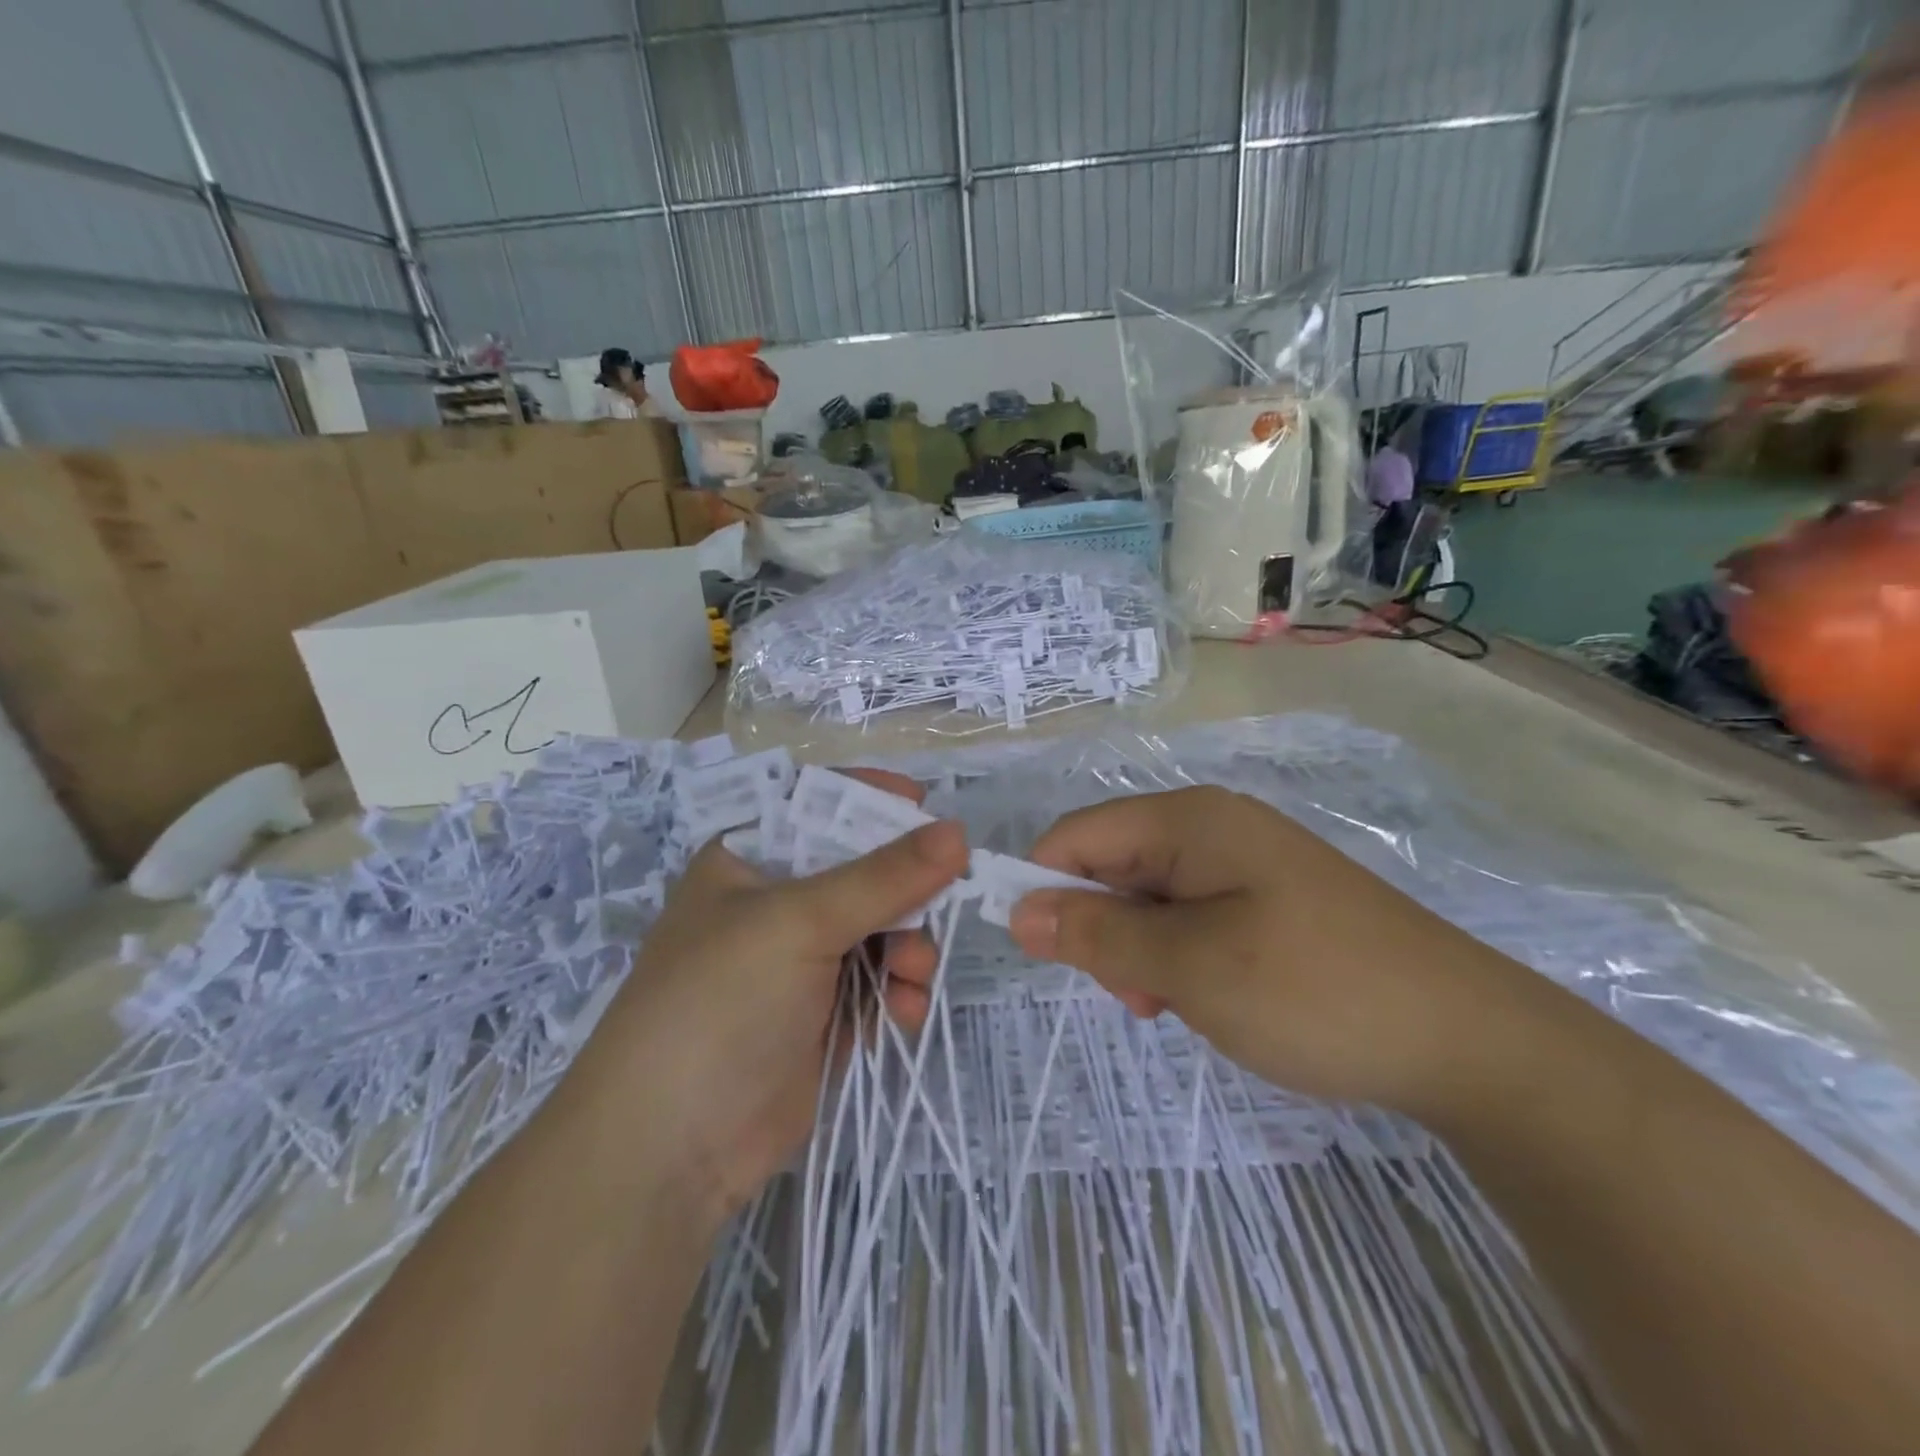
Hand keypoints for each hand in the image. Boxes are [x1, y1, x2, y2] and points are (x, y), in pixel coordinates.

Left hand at [576, 772, 967, 1222]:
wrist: (672, 1150)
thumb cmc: (721, 1002)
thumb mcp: (799, 923)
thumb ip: (884, 877)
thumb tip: (959, 832)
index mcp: (749, 859)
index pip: (816, 805)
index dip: (869, 799)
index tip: (924, 804)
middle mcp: (776, 902)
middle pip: (862, 869)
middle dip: (904, 889)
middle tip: (942, 899)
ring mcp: (802, 960)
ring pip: (882, 927)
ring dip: (909, 946)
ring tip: (913, 974)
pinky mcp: (825, 1012)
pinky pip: (882, 980)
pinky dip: (901, 990)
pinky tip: (905, 1012)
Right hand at [1007, 786, 1526, 1112]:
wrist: (1469, 1041)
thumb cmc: (1314, 991)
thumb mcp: (1189, 966)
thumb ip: (1097, 932)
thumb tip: (1018, 909)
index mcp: (1189, 820)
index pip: (1078, 835)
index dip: (1044, 886)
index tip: (1039, 955)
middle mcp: (1213, 827)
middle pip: (1113, 864)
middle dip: (1103, 929)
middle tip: (1137, 996)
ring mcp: (1245, 863)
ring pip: (1149, 898)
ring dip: (1141, 951)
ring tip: (1176, 1005)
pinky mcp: (1269, 901)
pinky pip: (1191, 917)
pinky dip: (1180, 957)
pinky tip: (1211, 998)